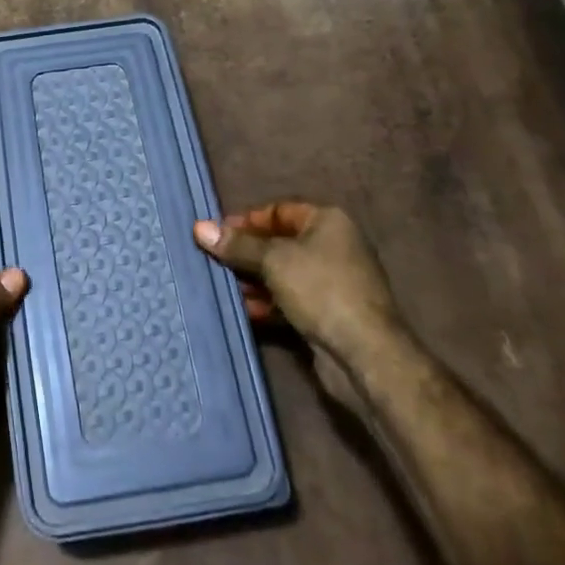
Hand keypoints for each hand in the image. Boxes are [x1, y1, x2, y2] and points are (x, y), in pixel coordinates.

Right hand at [193, 202, 400, 355]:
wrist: (365, 354)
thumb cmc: (321, 289)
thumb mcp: (274, 260)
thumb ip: (237, 245)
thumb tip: (199, 227)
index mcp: (327, 221)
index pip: (278, 211)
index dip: (246, 220)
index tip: (215, 233)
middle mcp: (332, 247)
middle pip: (279, 242)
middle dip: (246, 253)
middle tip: (212, 260)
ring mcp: (331, 282)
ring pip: (282, 274)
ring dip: (253, 280)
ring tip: (221, 286)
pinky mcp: (326, 314)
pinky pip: (288, 300)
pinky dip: (266, 303)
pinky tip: (243, 309)